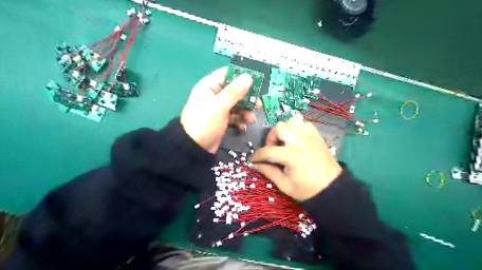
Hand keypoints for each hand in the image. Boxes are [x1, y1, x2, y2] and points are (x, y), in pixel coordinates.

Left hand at [180, 66, 259, 154]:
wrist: (194, 149)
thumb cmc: (204, 123)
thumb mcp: (219, 106)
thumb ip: (234, 92)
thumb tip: (248, 76)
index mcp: (209, 86)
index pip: (227, 74)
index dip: (241, 76)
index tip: (257, 81)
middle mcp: (215, 95)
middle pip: (235, 90)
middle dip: (247, 98)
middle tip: (258, 104)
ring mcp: (219, 108)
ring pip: (237, 104)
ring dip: (246, 111)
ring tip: (251, 119)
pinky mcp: (223, 120)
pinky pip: (235, 116)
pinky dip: (240, 120)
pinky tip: (243, 126)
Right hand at [251, 118, 340, 199]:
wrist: (332, 188)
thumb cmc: (307, 189)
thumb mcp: (285, 185)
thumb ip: (269, 172)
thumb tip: (255, 165)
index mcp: (291, 155)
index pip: (268, 151)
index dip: (257, 155)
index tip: (252, 159)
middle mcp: (300, 141)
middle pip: (280, 127)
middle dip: (272, 137)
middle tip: (273, 149)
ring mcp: (310, 136)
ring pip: (292, 121)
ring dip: (284, 130)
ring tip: (285, 143)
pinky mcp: (317, 136)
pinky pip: (304, 124)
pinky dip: (297, 128)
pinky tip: (296, 139)